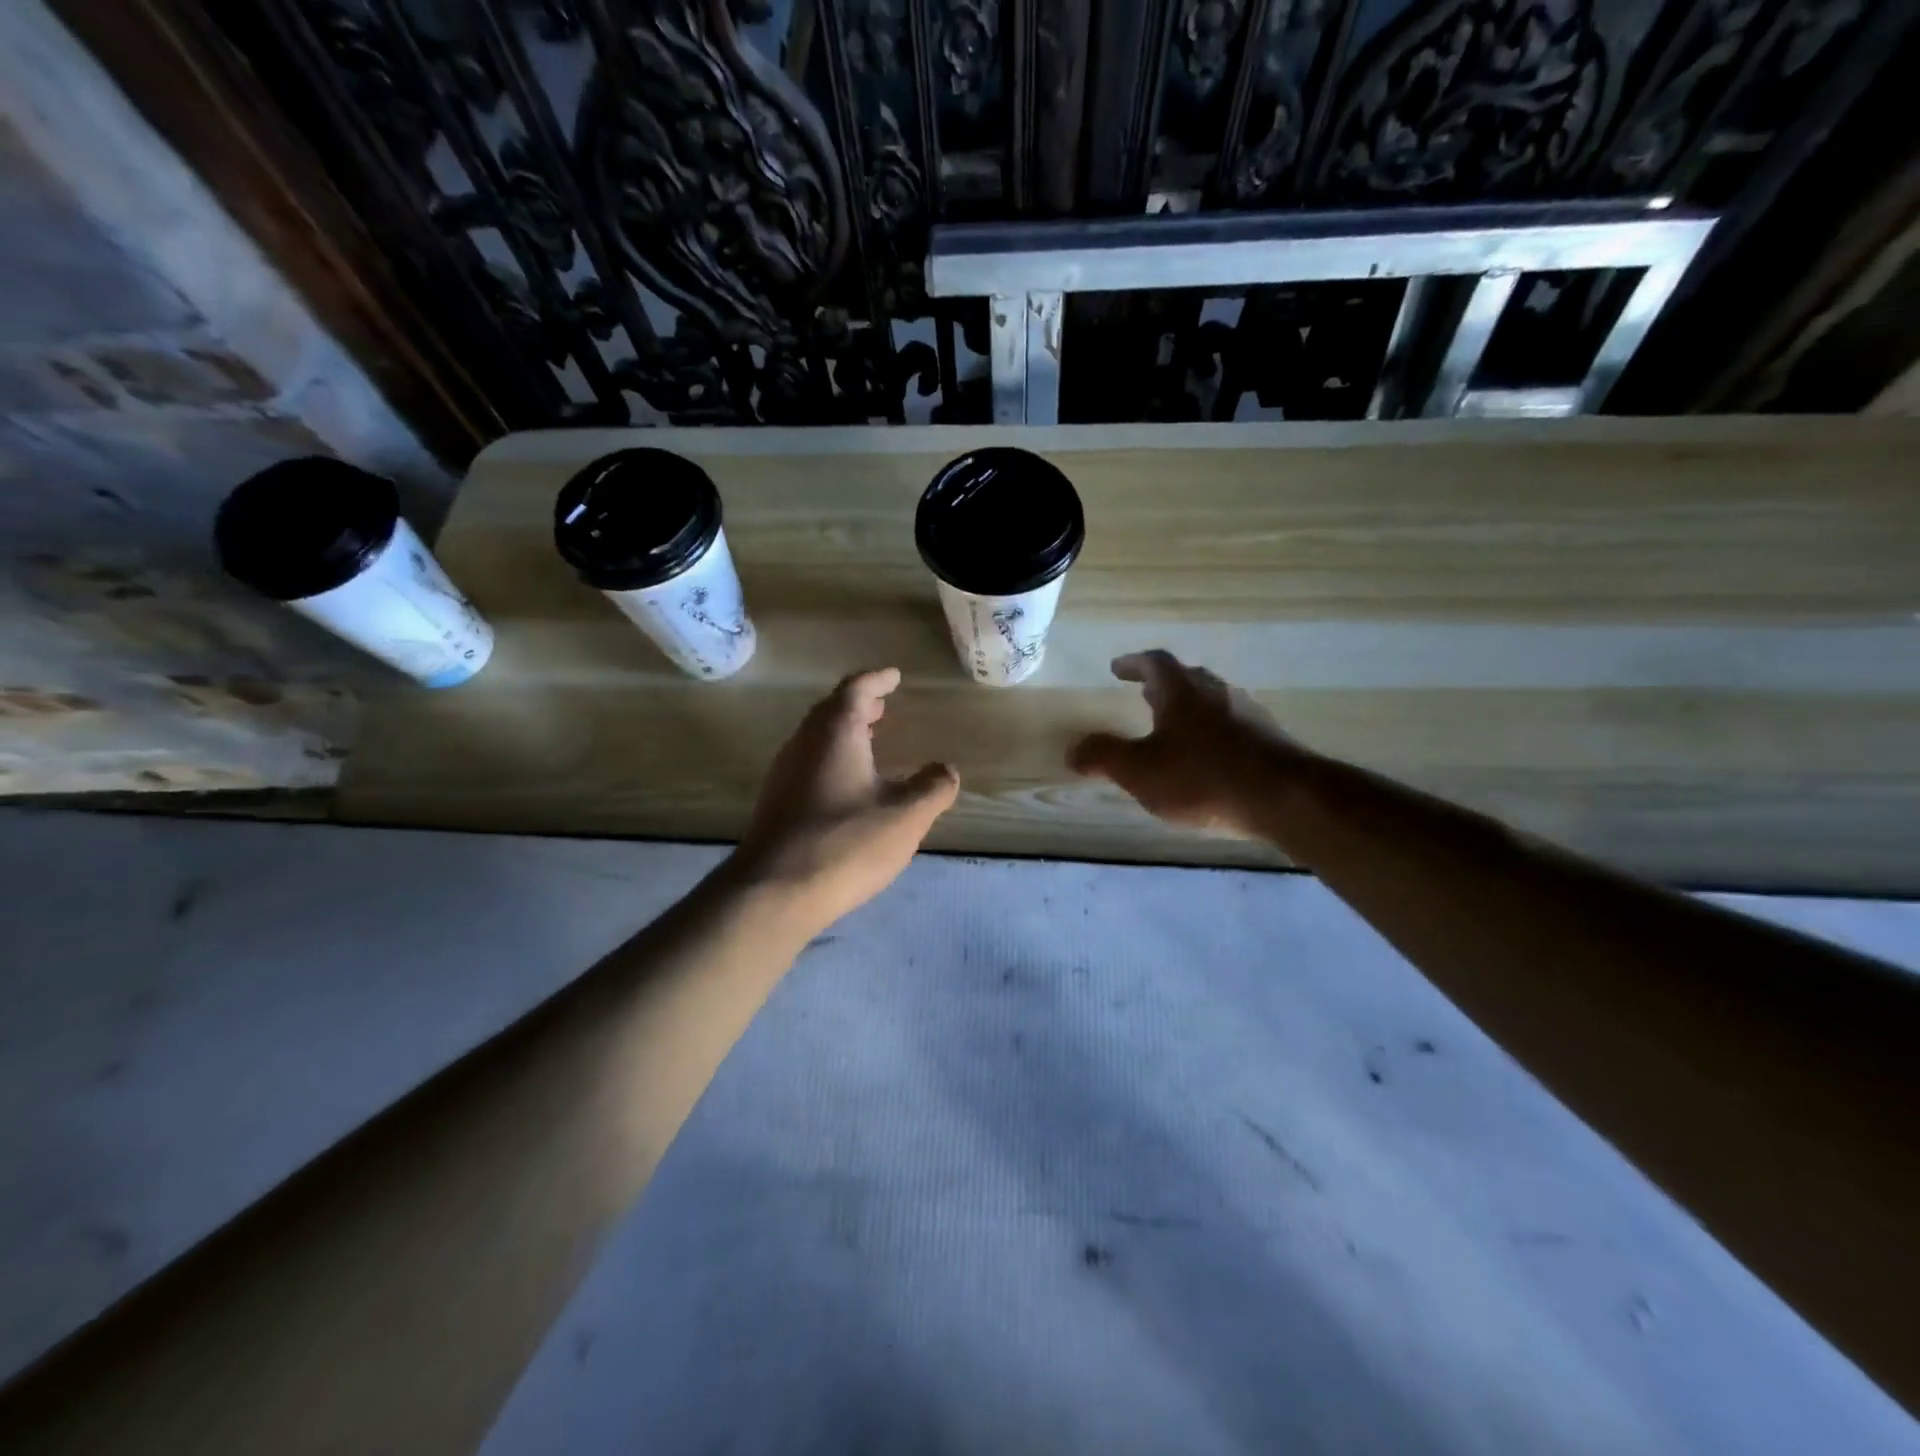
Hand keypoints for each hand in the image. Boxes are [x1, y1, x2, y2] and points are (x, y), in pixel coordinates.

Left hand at [733, 668, 958, 933]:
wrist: (774, 892)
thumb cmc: (845, 842)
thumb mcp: (906, 816)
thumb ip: (933, 787)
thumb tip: (946, 769)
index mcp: (835, 733)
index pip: (855, 689)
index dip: (877, 680)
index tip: (894, 676)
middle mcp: (804, 743)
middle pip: (831, 711)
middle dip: (859, 705)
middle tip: (882, 706)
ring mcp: (784, 773)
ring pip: (816, 738)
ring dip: (843, 732)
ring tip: (869, 741)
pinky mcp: (776, 803)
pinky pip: (808, 764)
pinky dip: (831, 759)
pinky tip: (847, 786)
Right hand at [1068, 650, 1302, 836]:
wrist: (1285, 799)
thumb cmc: (1202, 779)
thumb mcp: (1140, 771)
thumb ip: (1103, 757)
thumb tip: (1072, 749)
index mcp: (1182, 693)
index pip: (1155, 663)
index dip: (1133, 663)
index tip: (1117, 667)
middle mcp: (1217, 694)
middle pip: (1187, 679)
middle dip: (1162, 686)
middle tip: (1144, 695)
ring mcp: (1248, 715)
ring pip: (1213, 702)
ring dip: (1190, 709)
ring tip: (1174, 728)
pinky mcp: (1270, 740)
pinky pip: (1233, 726)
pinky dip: (1213, 733)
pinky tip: (1209, 758)